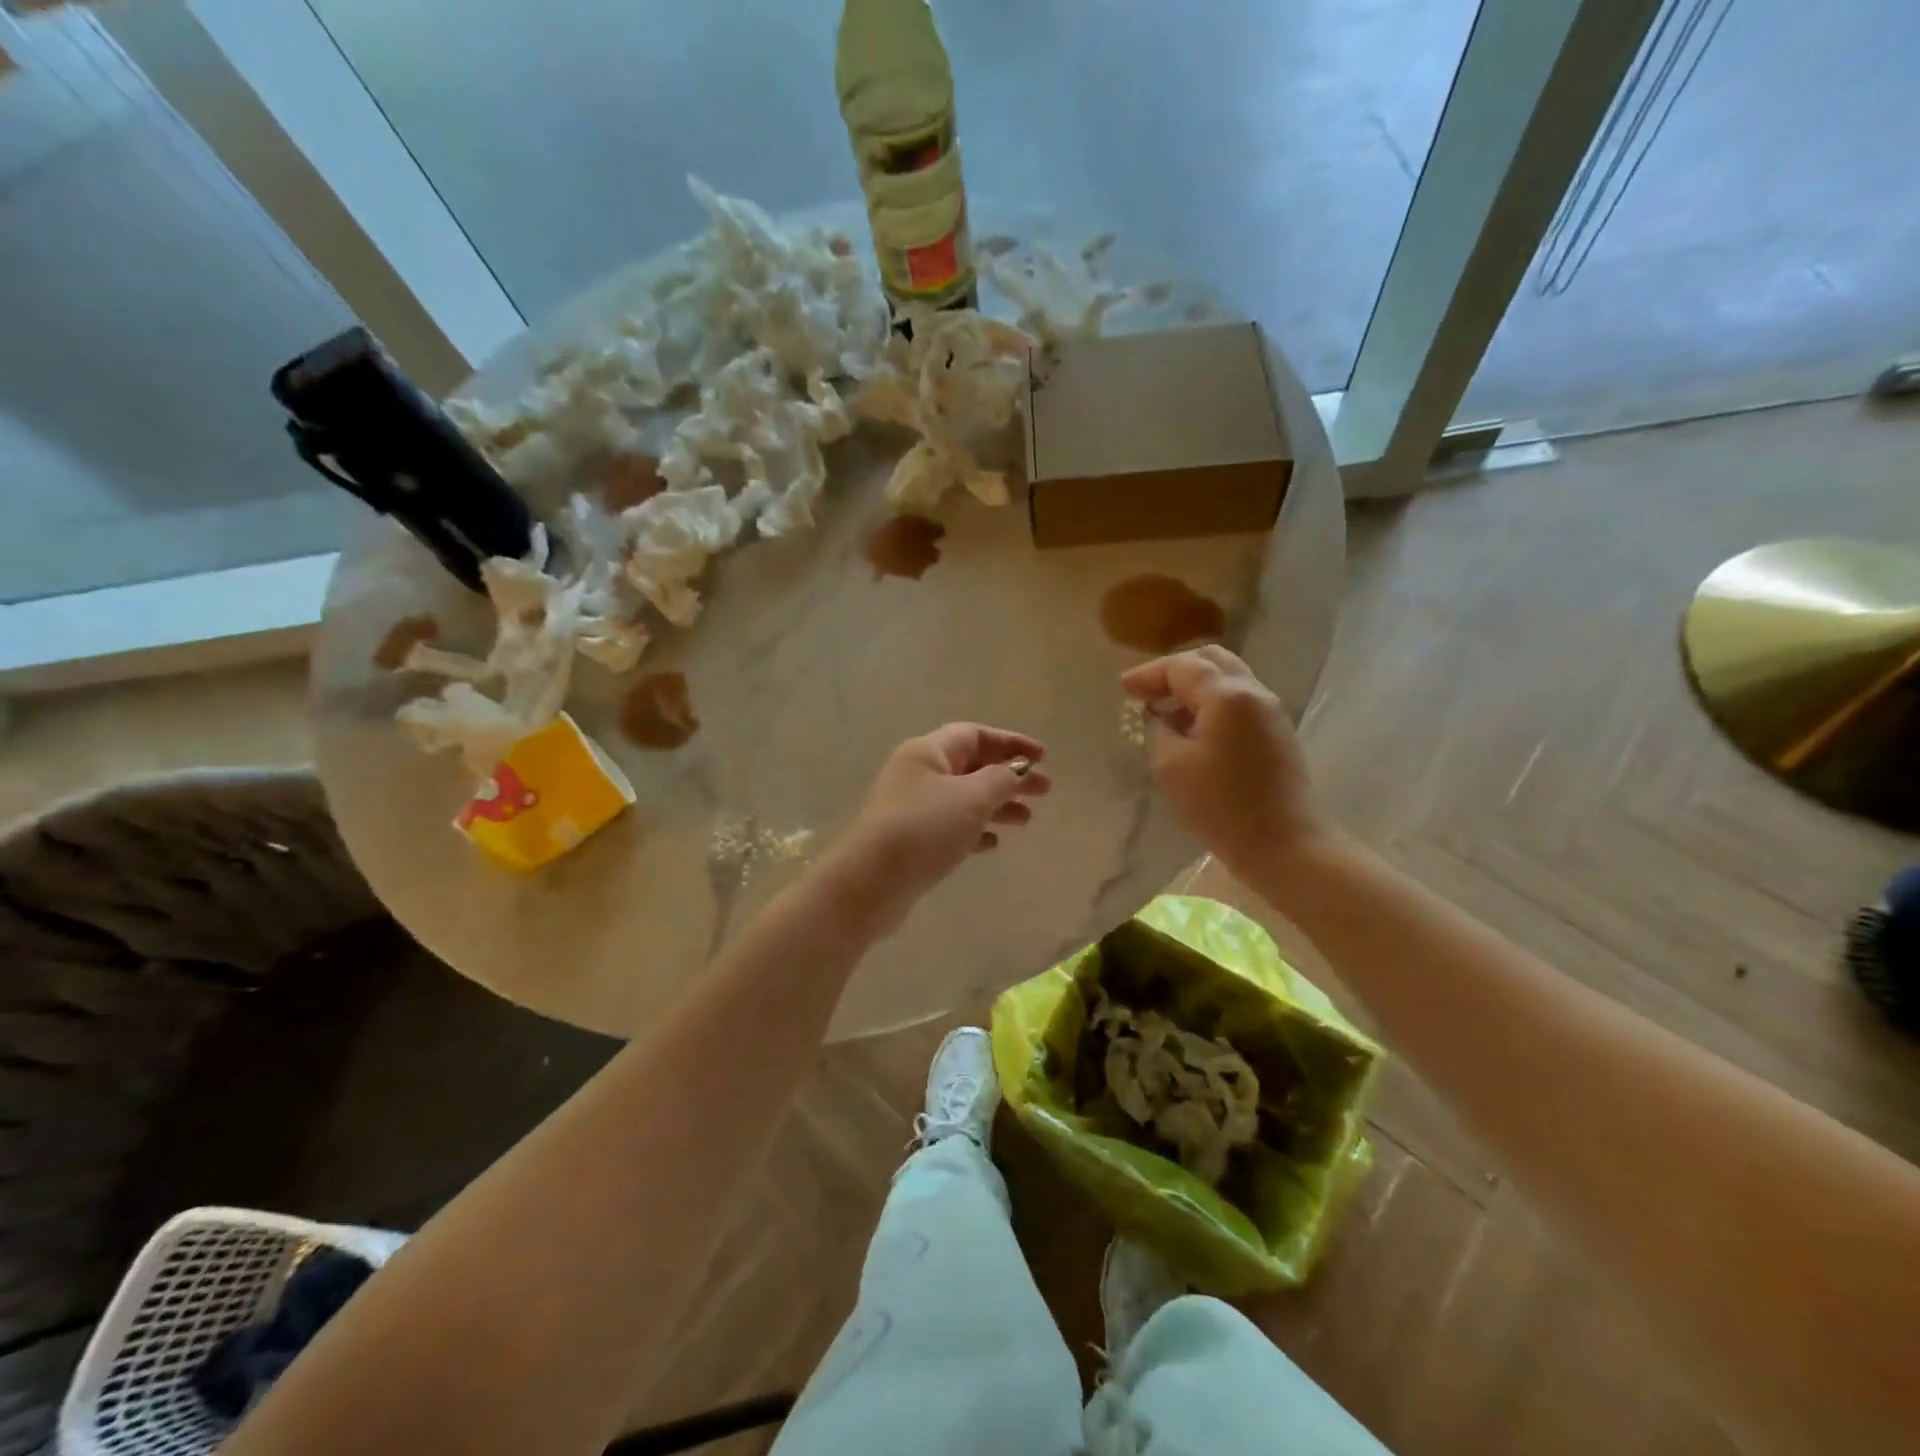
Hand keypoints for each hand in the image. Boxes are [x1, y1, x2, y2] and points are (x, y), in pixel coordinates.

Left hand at [831, 723, 1052, 932]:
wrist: (869, 883)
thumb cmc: (923, 830)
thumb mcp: (970, 798)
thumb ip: (1001, 780)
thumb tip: (1017, 771)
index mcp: (928, 752)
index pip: (975, 735)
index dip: (1011, 743)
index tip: (1043, 758)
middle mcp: (918, 773)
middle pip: (972, 766)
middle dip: (1009, 776)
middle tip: (1045, 791)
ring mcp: (913, 808)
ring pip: (964, 798)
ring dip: (996, 804)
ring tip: (1025, 820)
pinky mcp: (912, 840)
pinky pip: (951, 826)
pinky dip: (975, 830)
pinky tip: (992, 844)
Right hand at [1120, 647, 1336, 886]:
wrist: (1284, 845)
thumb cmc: (1220, 806)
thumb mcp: (1170, 766)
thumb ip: (1158, 729)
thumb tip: (1159, 715)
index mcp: (1227, 695)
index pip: (1182, 666)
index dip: (1148, 673)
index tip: (1123, 689)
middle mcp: (1254, 692)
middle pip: (1211, 660)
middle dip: (1174, 671)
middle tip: (1146, 692)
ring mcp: (1271, 712)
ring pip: (1228, 678)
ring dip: (1194, 687)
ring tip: (1166, 711)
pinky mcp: (1277, 733)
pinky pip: (1239, 701)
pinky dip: (1211, 703)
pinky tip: (1193, 728)